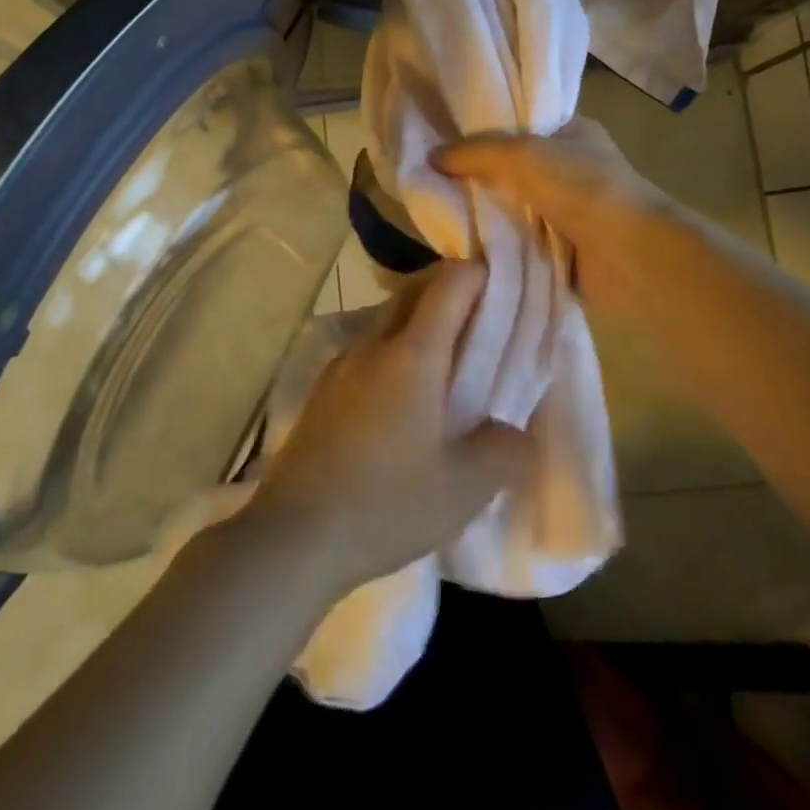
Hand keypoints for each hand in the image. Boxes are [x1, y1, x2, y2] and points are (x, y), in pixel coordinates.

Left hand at [244, 262, 532, 594]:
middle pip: (413, 291)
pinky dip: (393, 349)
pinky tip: (402, 394)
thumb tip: (514, 430)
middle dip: (448, 288)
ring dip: (418, 320)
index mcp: (412, 354)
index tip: (504, 288)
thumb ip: (503, 451)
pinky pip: (367, 349)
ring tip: (447, 357)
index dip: (479, 275)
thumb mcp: (463, 489)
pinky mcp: (322, 389)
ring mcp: (341, 364)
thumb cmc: (386, 504)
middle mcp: (373, 344)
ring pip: (386, 319)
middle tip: (482, 316)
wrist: (294, 534)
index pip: (449, 285)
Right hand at [432, 119, 678, 317]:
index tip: (443, 135)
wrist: (630, 254)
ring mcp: (567, 210)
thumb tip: (431, 156)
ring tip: (436, 209)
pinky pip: (518, 240)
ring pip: (512, 206)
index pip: (519, 122)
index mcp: (571, 132)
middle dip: (476, 175)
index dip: (482, 128)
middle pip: (510, 167)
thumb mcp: (522, 154)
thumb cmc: (582, 187)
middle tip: (431, 176)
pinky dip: (496, 243)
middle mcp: (570, 168)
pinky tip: (461, 242)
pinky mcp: (561, 248)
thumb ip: (475, 152)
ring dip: (484, 212)